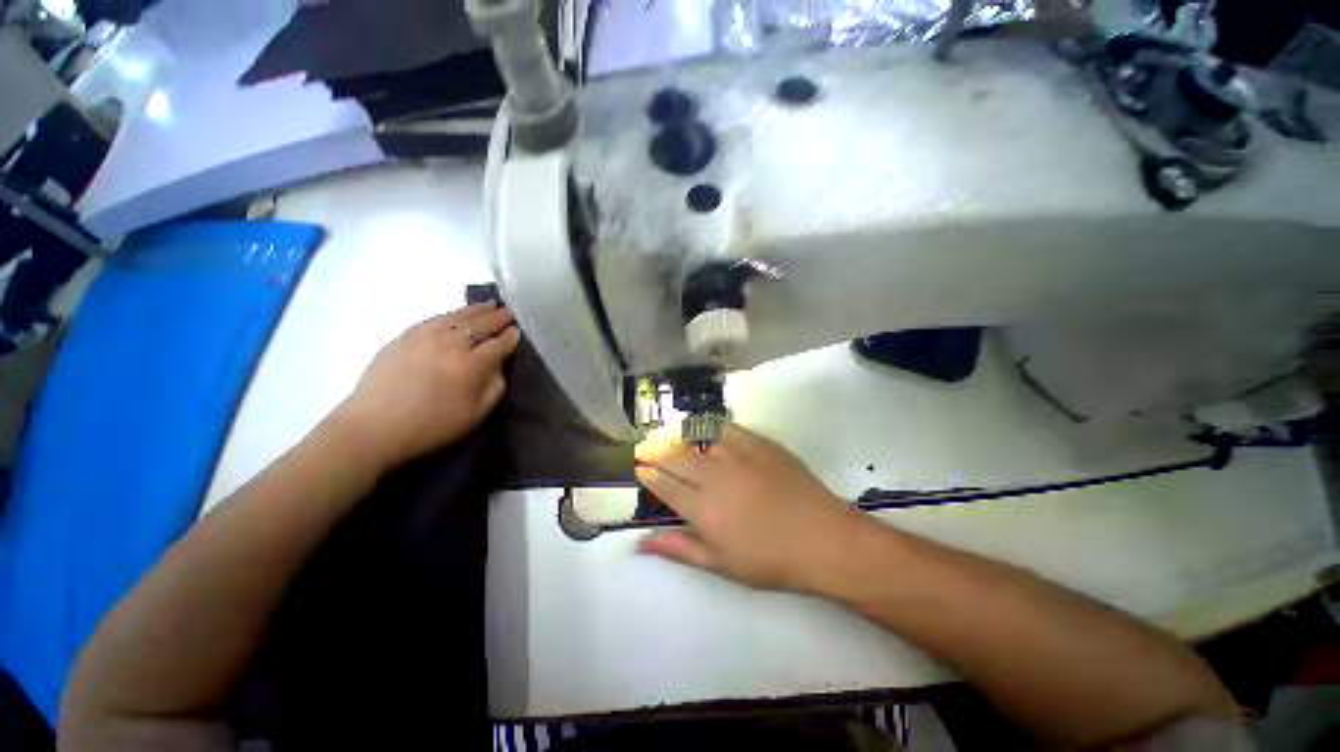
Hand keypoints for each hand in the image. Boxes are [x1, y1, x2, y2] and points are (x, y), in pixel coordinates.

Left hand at [332, 302, 520, 472]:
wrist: (374, 426)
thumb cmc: (431, 426)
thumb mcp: (476, 413)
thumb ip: (495, 387)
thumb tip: (499, 366)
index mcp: (472, 365)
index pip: (499, 344)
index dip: (510, 337)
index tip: (517, 332)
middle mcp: (452, 344)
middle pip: (481, 325)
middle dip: (497, 318)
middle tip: (508, 313)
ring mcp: (426, 336)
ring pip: (458, 316)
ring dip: (477, 310)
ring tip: (489, 305)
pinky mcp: (405, 335)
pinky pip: (436, 318)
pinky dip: (452, 313)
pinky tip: (458, 315)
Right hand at [634, 424, 866, 592]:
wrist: (823, 539)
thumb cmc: (771, 560)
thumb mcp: (720, 564)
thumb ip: (679, 549)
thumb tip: (640, 543)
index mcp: (704, 509)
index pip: (665, 485)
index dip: (649, 474)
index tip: (640, 468)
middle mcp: (716, 477)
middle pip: (675, 454)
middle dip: (654, 448)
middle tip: (644, 446)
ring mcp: (740, 456)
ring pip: (698, 435)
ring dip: (678, 433)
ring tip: (668, 434)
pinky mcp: (760, 444)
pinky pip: (728, 427)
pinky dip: (711, 426)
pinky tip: (706, 429)